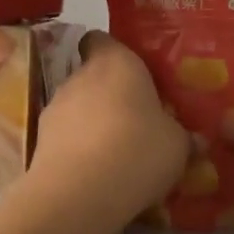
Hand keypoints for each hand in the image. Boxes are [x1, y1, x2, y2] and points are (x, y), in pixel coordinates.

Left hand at [28, 33, 189, 226]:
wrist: (80, 194)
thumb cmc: (138, 150)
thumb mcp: (178, 145)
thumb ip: (182, 136)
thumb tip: (194, 140)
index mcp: (116, 62)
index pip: (102, 39)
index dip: (114, 52)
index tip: (134, 75)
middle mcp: (80, 76)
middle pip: (92, 76)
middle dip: (110, 96)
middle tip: (136, 121)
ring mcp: (55, 107)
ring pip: (77, 108)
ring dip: (92, 124)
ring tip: (115, 154)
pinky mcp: (39, 140)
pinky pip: (65, 138)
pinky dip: (77, 150)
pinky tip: (96, 174)